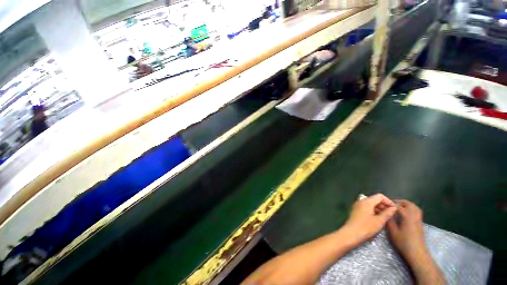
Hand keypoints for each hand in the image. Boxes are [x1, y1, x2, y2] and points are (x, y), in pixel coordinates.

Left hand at [342, 193, 396, 244]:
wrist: (347, 238)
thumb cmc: (364, 229)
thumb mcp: (378, 221)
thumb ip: (387, 213)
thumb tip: (394, 208)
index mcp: (367, 201)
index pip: (380, 196)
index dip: (388, 201)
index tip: (394, 209)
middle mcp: (361, 202)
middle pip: (375, 200)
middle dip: (384, 206)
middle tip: (390, 213)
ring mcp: (357, 209)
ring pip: (371, 206)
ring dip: (378, 210)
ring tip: (385, 218)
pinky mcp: (354, 216)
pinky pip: (366, 211)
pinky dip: (373, 214)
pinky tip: (376, 221)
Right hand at [387, 201, 444, 284]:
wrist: (416, 249)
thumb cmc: (404, 242)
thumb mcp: (394, 234)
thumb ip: (390, 224)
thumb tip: (388, 216)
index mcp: (406, 214)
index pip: (398, 206)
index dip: (391, 205)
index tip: (386, 207)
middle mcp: (413, 211)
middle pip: (406, 203)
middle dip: (399, 203)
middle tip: (392, 206)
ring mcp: (418, 214)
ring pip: (412, 205)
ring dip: (405, 204)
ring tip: (399, 208)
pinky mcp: (420, 218)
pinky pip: (415, 208)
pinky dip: (410, 207)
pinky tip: (408, 212)